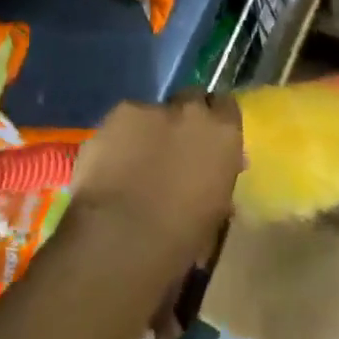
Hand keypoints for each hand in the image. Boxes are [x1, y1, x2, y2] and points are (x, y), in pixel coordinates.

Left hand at [69, 93, 244, 265]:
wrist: (124, 238)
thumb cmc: (179, 239)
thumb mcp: (214, 212)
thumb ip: (216, 181)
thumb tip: (212, 177)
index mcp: (224, 136)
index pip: (227, 108)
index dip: (215, 121)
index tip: (206, 139)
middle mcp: (193, 112)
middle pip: (192, 99)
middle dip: (184, 118)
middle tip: (172, 146)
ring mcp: (155, 108)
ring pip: (154, 111)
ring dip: (150, 129)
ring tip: (134, 159)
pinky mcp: (120, 112)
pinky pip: (124, 119)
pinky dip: (120, 136)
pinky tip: (111, 161)